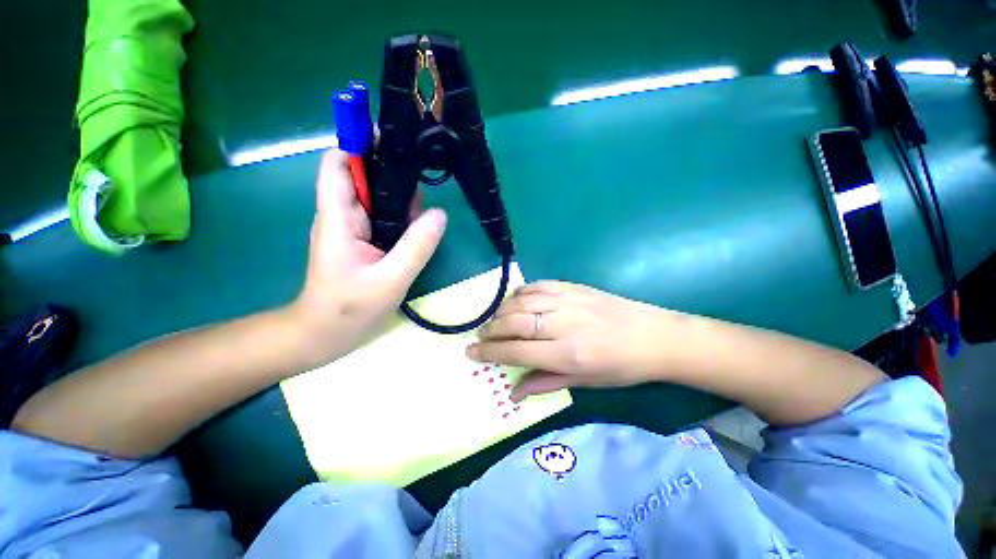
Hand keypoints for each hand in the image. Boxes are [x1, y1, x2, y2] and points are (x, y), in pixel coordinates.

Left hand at [288, 149, 446, 367]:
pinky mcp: (365, 239)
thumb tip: (440, 214)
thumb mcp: (390, 280)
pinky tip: (421, 224)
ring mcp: (355, 227)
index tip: (393, 140)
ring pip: (378, 196)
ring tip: (426, 207)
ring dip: (402, 195)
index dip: (359, 144)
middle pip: (363, 175)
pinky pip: (385, 217)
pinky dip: (403, 215)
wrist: (326, 334)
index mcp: (339, 217)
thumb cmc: (349, 309)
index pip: (338, 164)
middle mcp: (344, 215)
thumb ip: (416, 247)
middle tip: (424, 177)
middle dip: (392, 169)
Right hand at [467, 281, 675, 400]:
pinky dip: (520, 293)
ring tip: (494, 320)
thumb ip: (544, 383)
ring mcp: (567, 301)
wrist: (654, 336)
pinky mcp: (572, 286)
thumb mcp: (584, 383)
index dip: (489, 353)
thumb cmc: (621, 367)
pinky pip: (537, 286)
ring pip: (521, 301)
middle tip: (481, 337)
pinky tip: (514, 300)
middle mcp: (562, 324)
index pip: (516, 351)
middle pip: (513, 323)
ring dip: (501, 311)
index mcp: (567, 354)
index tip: (471, 353)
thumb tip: (512, 392)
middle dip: (490, 330)